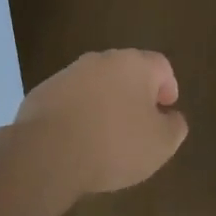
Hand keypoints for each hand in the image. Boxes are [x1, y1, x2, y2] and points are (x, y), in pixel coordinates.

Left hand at [16, 49, 188, 196]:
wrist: (47, 154)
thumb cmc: (115, 145)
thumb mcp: (162, 144)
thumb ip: (175, 126)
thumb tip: (171, 117)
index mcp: (134, 65)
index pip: (161, 66)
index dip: (169, 87)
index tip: (166, 110)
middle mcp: (100, 61)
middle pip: (126, 72)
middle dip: (135, 95)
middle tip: (139, 123)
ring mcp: (66, 75)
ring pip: (95, 86)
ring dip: (105, 104)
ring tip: (107, 137)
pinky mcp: (41, 94)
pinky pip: (70, 102)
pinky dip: (78, 115)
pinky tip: (78, 142)